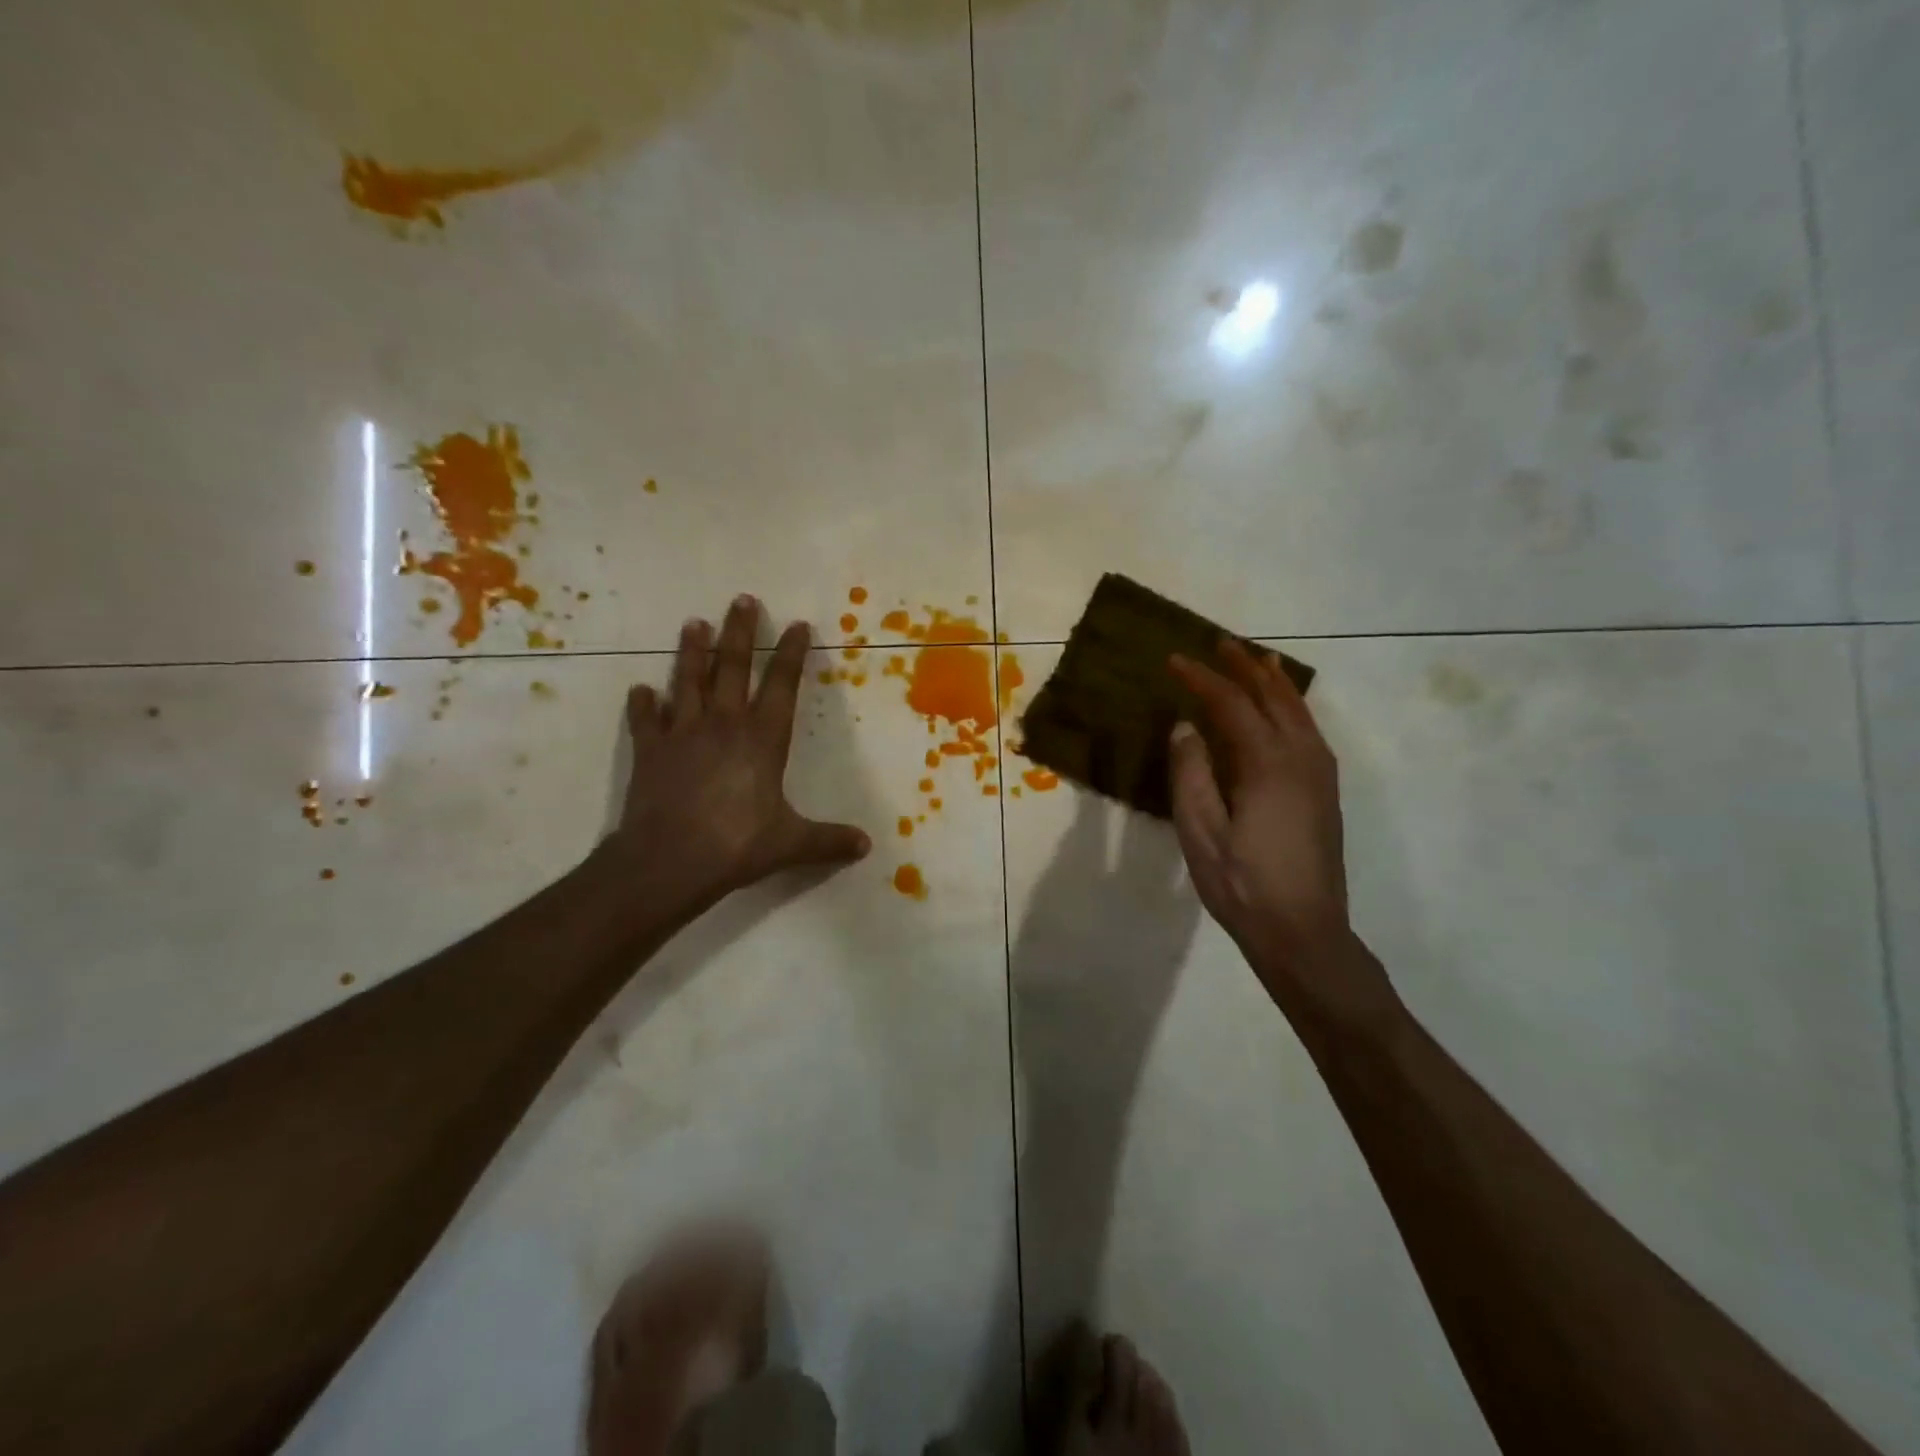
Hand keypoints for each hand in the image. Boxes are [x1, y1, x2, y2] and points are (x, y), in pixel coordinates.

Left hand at [610, 595, 870, 903]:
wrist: (669, 860)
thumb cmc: (737, 844)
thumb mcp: (792, 844)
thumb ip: (829, 841)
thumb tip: (867, 846)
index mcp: (763, 739)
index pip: (782, 686)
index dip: (792, 654)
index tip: (798, 625)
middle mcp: (724, 725)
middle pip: (734, 668)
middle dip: (740, 632)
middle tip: (742, 600)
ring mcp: (683, 734)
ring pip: (688, 681)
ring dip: (692, 652)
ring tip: (694, 624)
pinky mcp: (650, 751)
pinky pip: (645, 720)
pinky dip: (643, 704)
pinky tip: (641, 690)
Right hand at [1168, 642, 1376, 1017]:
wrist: (1304, 933)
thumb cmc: (1243, 885)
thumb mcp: (1200, 832)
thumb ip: (1190, 774)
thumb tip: (1184, 727)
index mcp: (1267, 764)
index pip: (1231, 704)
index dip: (1201, 679)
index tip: (1173, 660)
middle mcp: (1301, 758)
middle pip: (1273, 697)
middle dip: (1244, 667)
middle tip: (1219, 643)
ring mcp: (1319, 774)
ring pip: (1298, 711)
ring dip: (1273, 682)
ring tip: (1257, 660)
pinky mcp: (1325, 792)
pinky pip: (1308, 730)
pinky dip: (1291, 707)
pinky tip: (1282, 711)